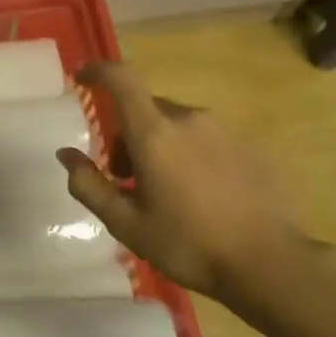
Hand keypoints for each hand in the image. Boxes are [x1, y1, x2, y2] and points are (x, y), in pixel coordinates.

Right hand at [58, 61, 306, 300]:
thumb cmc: (188, 244)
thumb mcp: (126, 223)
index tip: (82, 79)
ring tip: (166, 191)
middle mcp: (189, 119)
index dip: (97, 71)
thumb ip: (89, 185)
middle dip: (128, 134)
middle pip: (146, 109)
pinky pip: (206, 138)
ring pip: (176, 124)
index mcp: (154, 133)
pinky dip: (191, 154)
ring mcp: (223, 130)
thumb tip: (66, 154)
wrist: (269, 264)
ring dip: (160, 145)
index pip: (121, 79)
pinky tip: (201, 195)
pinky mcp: (249, 146)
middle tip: (127, 178)